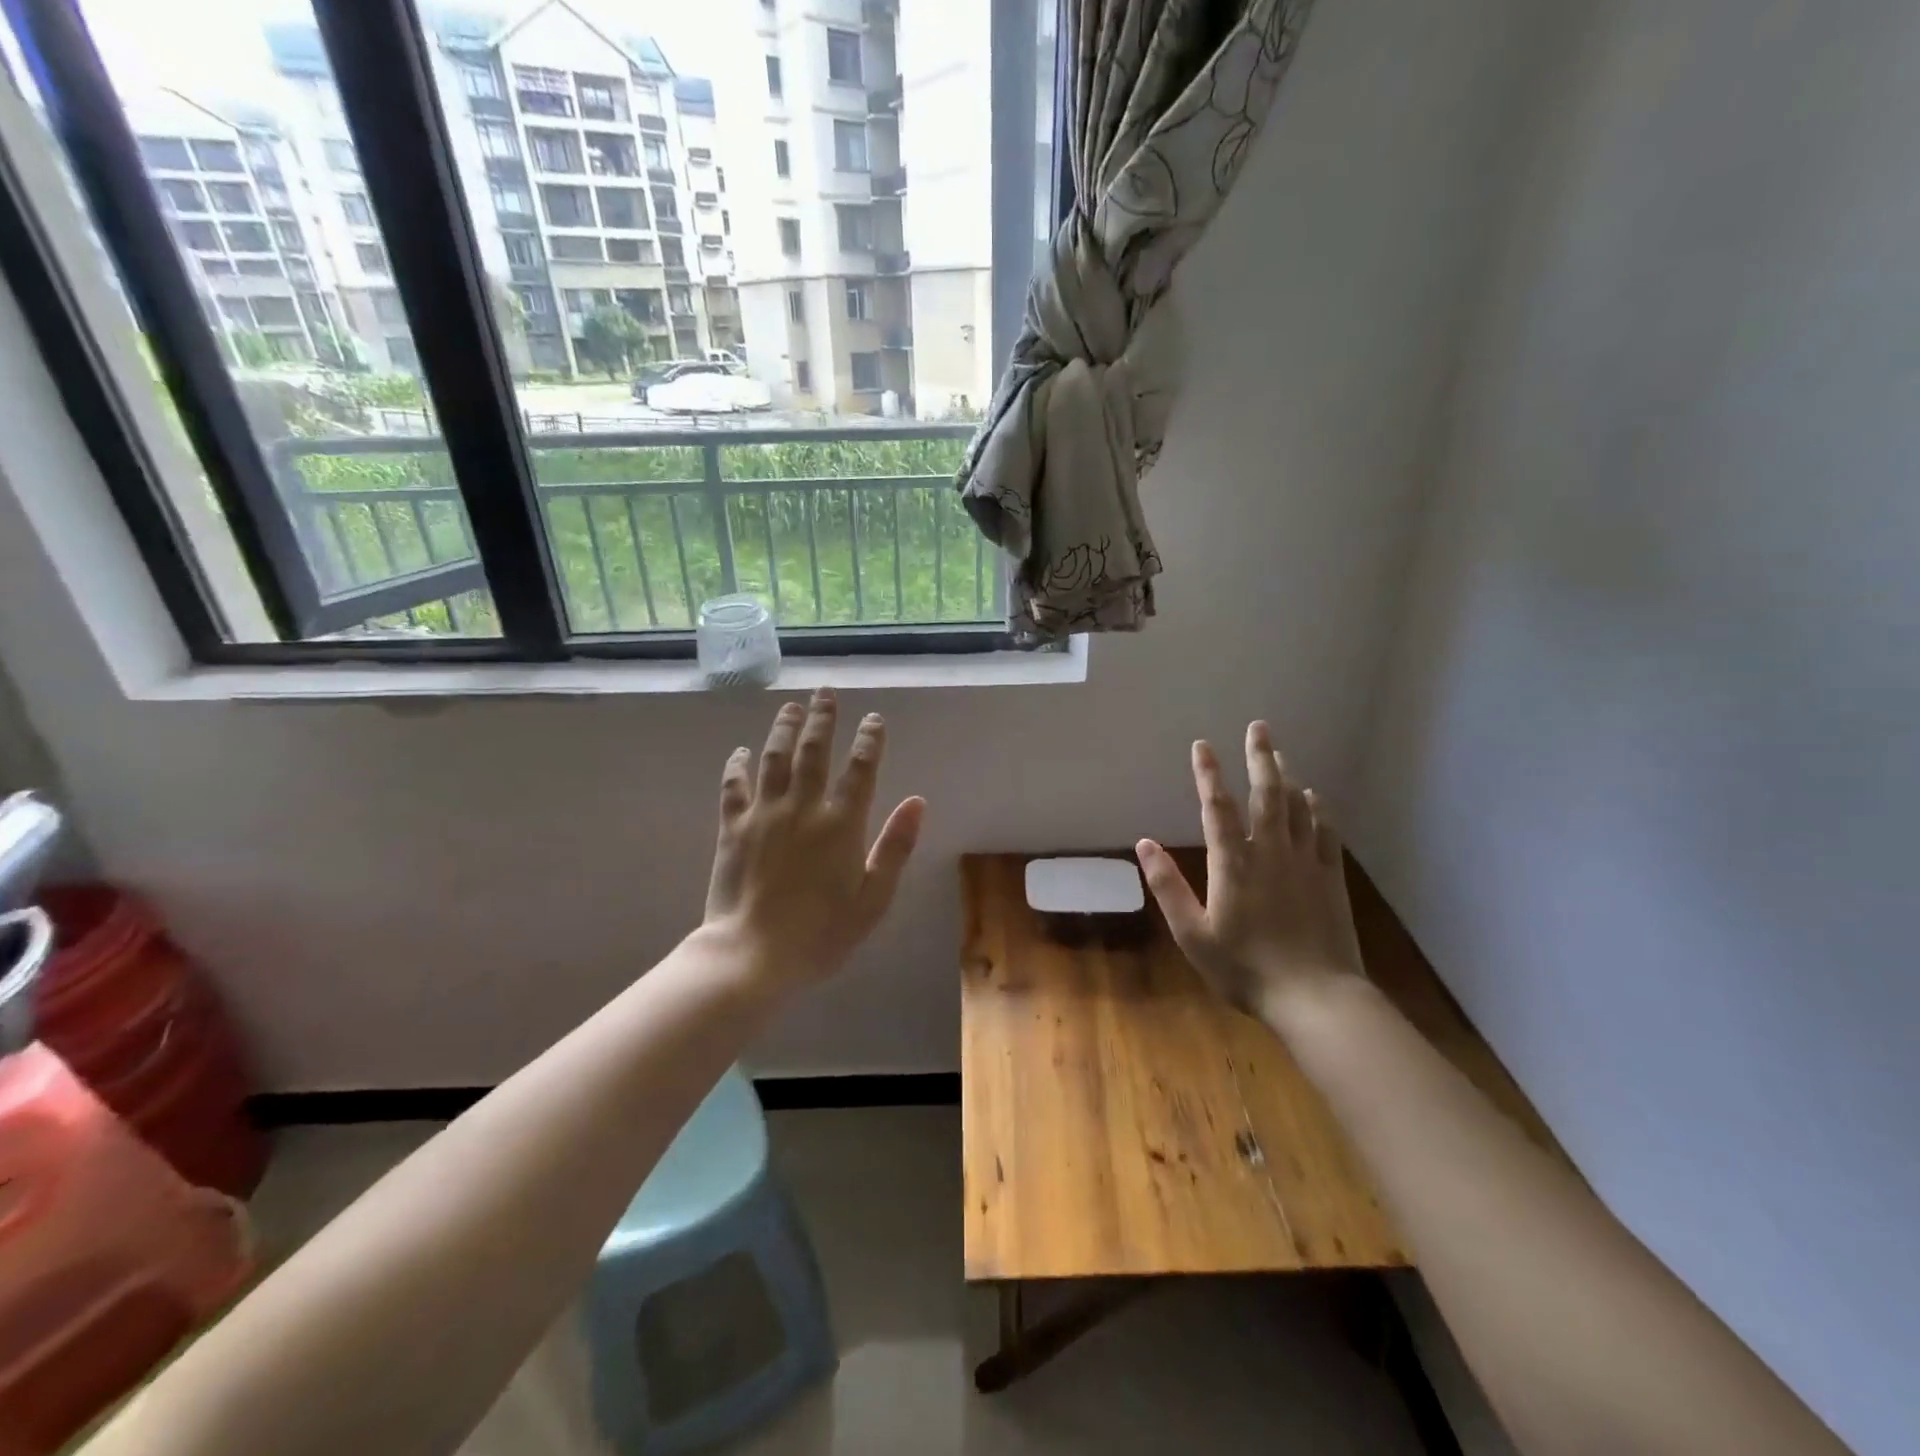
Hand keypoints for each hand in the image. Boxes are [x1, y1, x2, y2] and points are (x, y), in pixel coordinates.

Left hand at [704, 688, 925, 990]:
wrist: (752, 956)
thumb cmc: (821, 934)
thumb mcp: (873, 898)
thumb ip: (896, 846)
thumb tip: (917, 801)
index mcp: (841, 824)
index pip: (860, 769)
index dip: (869, 740)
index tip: (874, 719)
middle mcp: (803, 808)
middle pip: (814, 751)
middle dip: (823, 719)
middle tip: (826, 692)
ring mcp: (764, 814)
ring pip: (774, 758)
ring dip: (784, 729)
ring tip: (791, 706)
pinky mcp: (732, 828)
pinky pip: (734, 786)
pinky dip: (737, 765)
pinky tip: (740, 751)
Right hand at [1136, 722, 1364, 1022]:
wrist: (1316, 998)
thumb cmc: (1245, 968)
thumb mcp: (1192, 935)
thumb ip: (1168, 887)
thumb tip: (1144, 844)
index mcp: (1233, 863)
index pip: (1216, 807)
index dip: (1208, 773)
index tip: (1202, 745)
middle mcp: (1270, 851)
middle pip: (1265, 794)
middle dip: (1259, 757)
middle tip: (1258, 727)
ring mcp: (1305, 862)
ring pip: (1297, 806)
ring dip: (1286, 775)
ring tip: (1279, 752)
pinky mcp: (1330, 877)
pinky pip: (1325, 831)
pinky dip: (1318, 809)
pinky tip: (1314, 796)